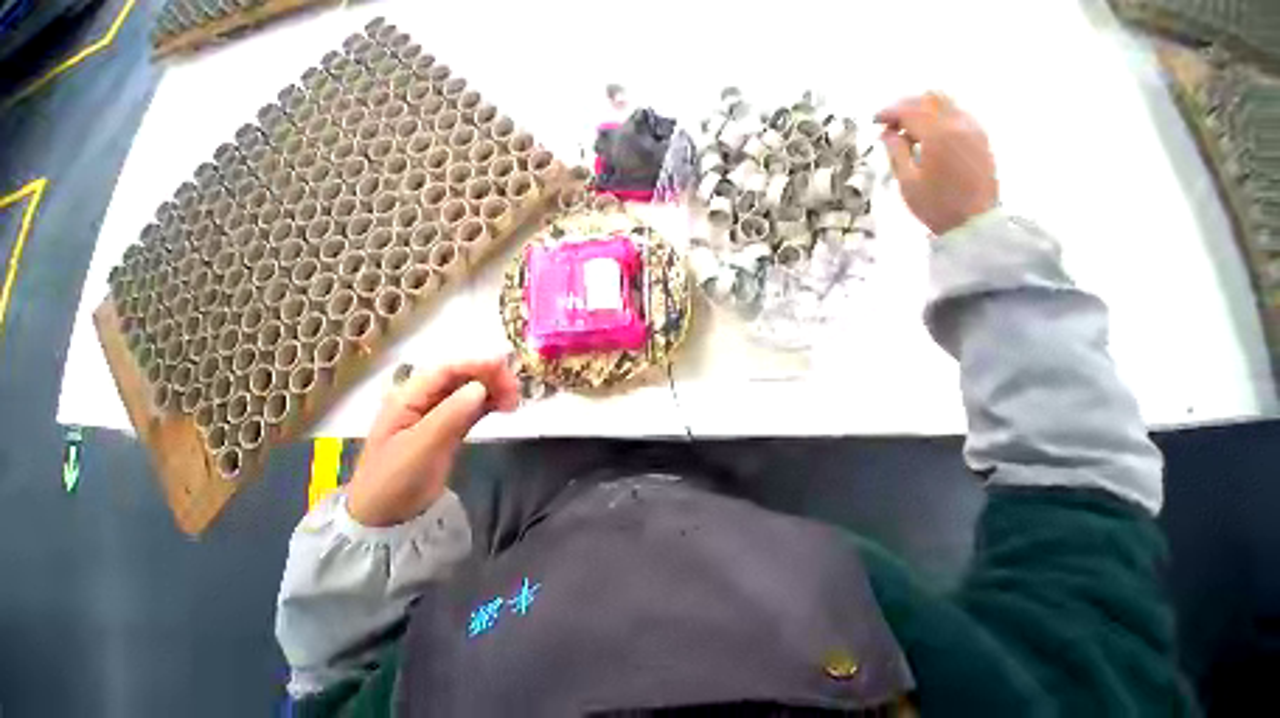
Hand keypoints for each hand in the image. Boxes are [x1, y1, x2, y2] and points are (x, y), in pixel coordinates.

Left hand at [346, 358, 520, 526]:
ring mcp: (437, 413)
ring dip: (494, 390)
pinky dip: (491, 403)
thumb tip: (480, 387)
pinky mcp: (450, 426)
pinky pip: (474, 407)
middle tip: (515, 391)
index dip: (476, 363)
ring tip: (514, 403)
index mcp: (408, 398)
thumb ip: (450, 415)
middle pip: (461, 376)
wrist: (387, 518)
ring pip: (471, 390)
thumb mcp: (421, 447)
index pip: (445, 369)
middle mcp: (423, 399)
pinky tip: (506, 408)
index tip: (505, 367)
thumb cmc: (395, 480)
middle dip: (490, 377)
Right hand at [874, 92, 998, 235]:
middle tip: (888, 122)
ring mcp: (973, 127)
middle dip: (907, 105)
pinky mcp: (979, 135)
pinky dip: (937, 115)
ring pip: (946, 102)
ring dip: (923, 109)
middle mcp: (959, 123)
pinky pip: (956, 113)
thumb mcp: (907, 181)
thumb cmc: (934, 204)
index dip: (890, 111)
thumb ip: (897, 152)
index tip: (875, 120)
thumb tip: (887, 133)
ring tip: (905, 128)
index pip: (911, 110)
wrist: (972, 219)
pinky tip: (925, 133)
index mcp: (939, 134)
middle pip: (931, 99)